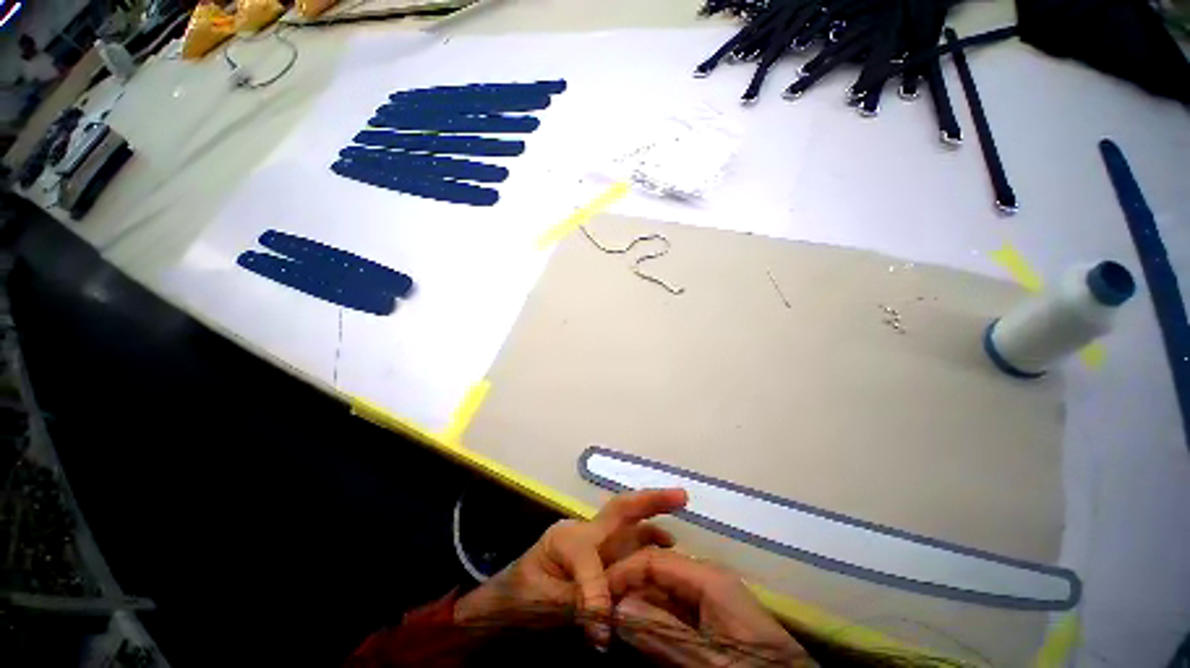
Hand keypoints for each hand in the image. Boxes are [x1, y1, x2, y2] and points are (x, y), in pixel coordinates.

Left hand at [454, 488, 687, 646]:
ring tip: (676, 534)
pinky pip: (626, 545)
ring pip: (627, 526)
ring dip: (652, 522)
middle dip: (650, 501)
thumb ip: (576, 603)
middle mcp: (583, 531)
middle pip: (620, 511)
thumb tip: (607, 617)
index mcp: (567, 538)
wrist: (502, 605)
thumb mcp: (540, 603)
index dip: (598, 596)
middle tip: (680, 495)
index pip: (591, 562)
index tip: (602, 635)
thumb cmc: (517, 600)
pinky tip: (659, 550)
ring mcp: (591, 541)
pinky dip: (645, 543)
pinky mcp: (595, 555)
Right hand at [608, 548, 813, 666]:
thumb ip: (661, 631)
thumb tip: (619, 607)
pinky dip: (656, 619)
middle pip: (658, 572)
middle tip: (604, 612)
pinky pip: (676, 609)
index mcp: (707, 577)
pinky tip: (641, 632)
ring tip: (616, 624)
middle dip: (630, 588)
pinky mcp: (712, 615)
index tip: (598, 594)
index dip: (624, 572)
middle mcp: (706, 578)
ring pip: (665, 592)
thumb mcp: (704, 656)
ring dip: (640, 605)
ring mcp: (709, 597)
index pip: (655, 560)